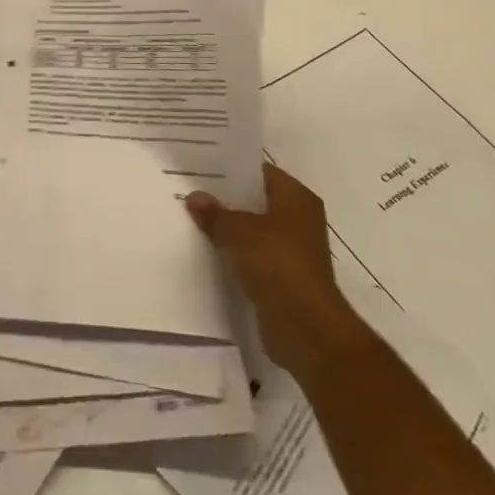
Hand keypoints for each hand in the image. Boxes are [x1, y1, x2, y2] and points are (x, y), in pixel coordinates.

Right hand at [188, 163, 367, 376]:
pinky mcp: (285, 278)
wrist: (305, 328)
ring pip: (254, 230)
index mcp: (296, 197)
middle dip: (226, 199)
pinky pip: (254, 257)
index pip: (259, 171)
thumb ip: (214, 213)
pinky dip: (235, 255)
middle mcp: (300, 219)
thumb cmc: (276, 263)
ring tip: (192, 219)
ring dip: (230, 229)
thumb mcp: (237, 231)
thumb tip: (195, 197)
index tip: (199, 167)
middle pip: (256, 200)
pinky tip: (207, 251)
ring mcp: (294, 251)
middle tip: (189, 191)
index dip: (230, 168)